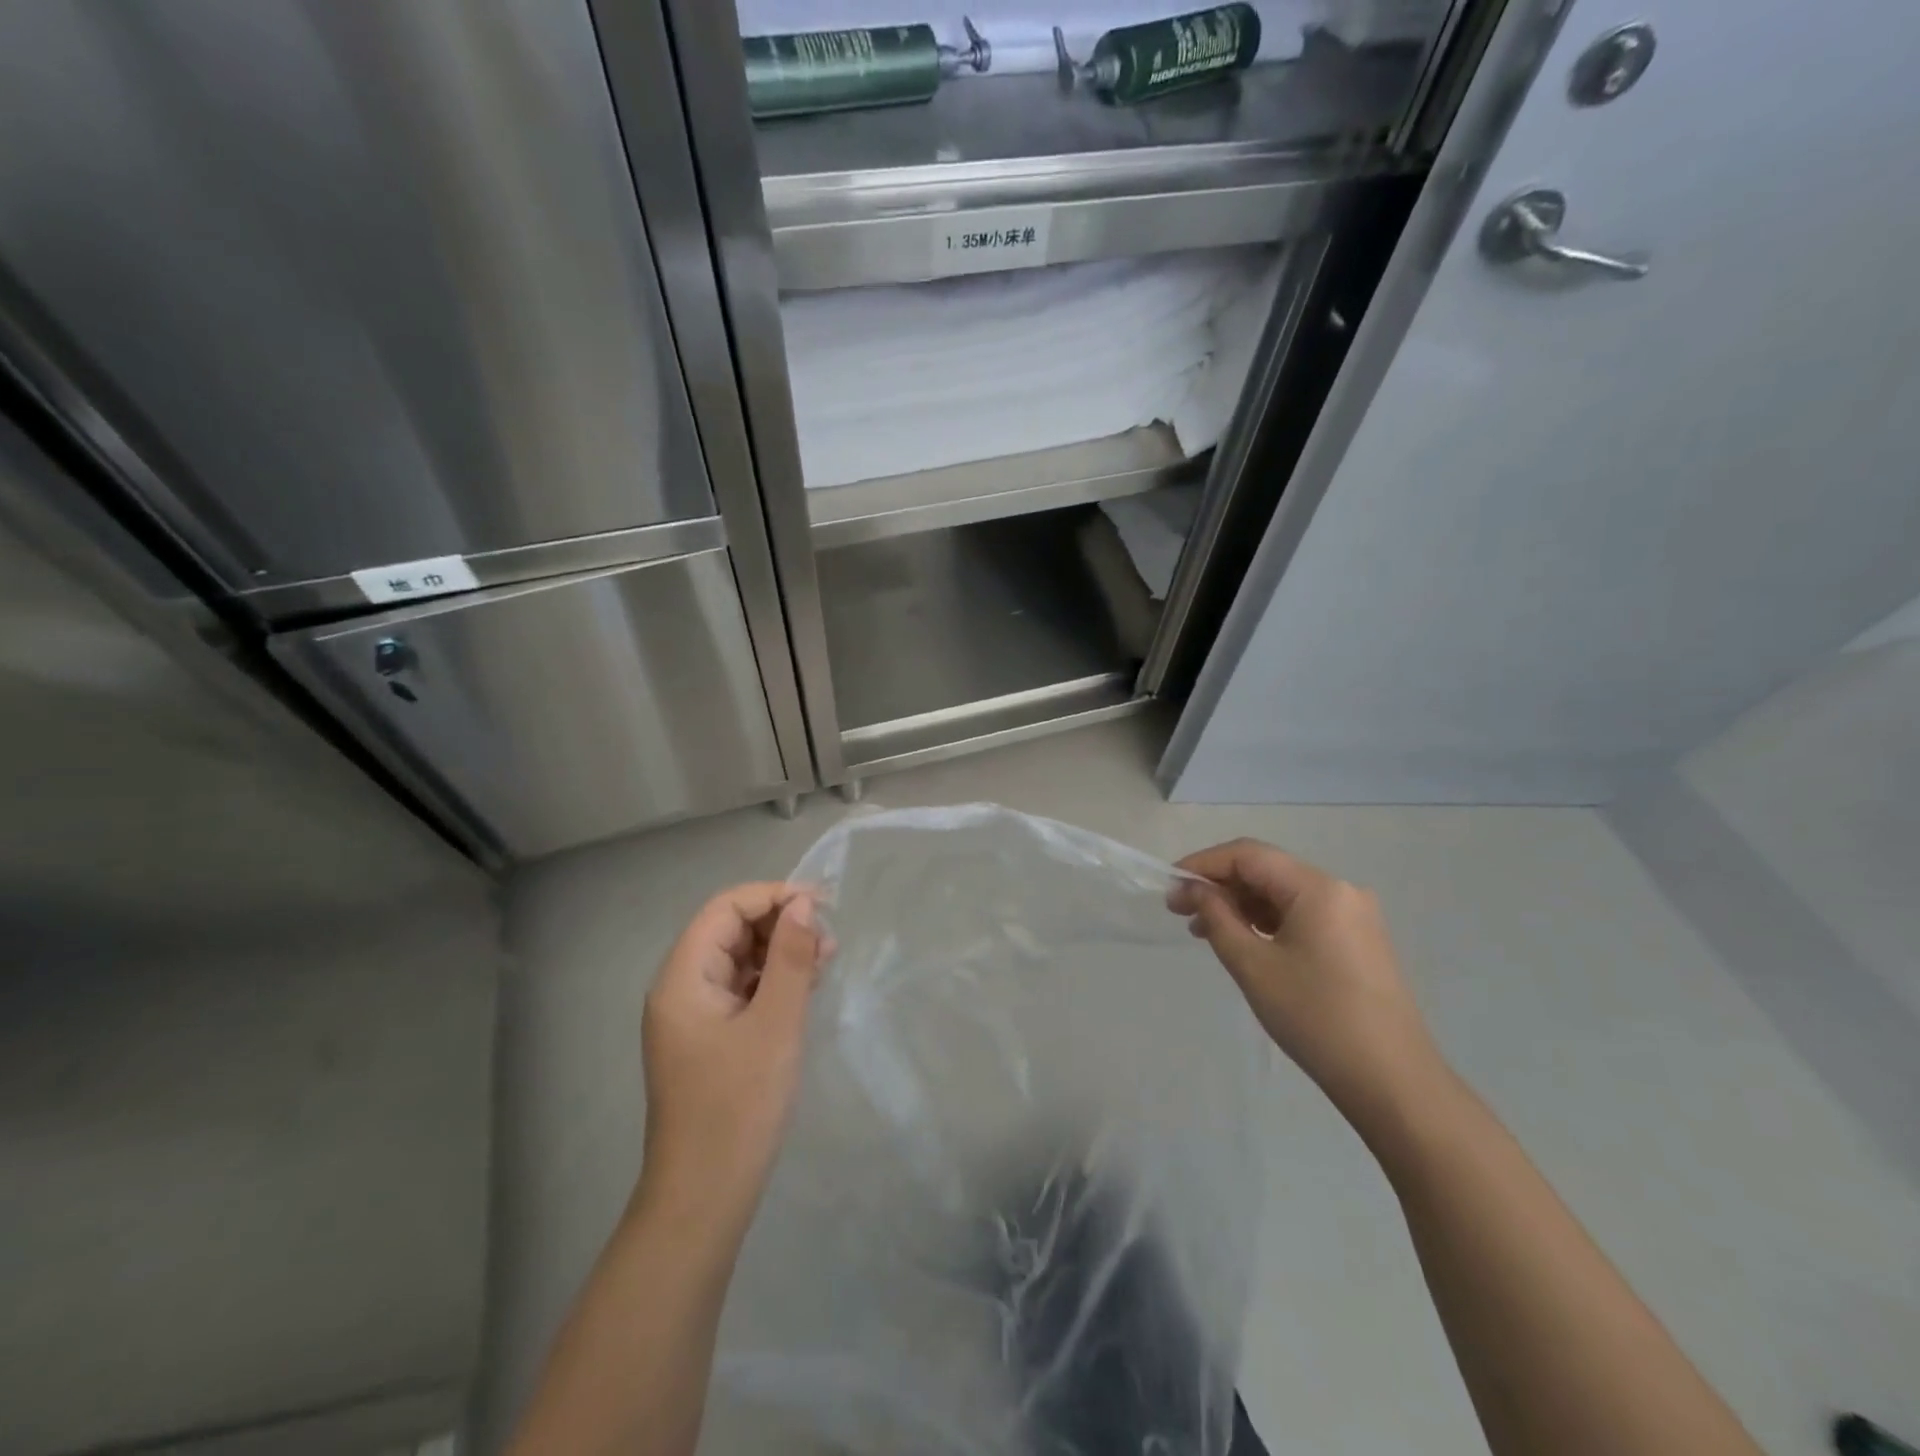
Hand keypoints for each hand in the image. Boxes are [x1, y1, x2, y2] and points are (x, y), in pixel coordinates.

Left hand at [637, 884, 830, 1236]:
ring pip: (738, 960)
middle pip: (729, 930)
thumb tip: (804, 905)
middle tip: (828, 939)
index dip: (772, 896)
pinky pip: (740, 990)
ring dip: (780, 952)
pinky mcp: (708, 1039)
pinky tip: (806, 987)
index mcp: (683, 978)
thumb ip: (791, 958)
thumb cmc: (739, 1105)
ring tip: (826, 960)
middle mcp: (680, 989)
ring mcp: (692, 1016)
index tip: (821, 906)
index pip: (725, 908)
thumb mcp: (776, 1024)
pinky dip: (772, 981)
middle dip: (780, 924)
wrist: (705, 1197)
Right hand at [1170, 839, 1443, 1118]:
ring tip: (1203, 931)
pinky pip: (1301, 915)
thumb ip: (1217, 918)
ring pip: (1282, 894)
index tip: (1169, 887)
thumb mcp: (1253, 966)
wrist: (1393, 1082)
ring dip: (1240, 905)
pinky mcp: (1357, 941)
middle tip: (1179, 911)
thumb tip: (1193, 890)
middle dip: (1219, 885)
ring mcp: (1353, 916)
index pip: (1248, 855)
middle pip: (1266, 870)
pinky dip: (1266, 922)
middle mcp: (1340, 890)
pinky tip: (1242, 942)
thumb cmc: (1316, 1018)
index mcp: (1318, 888)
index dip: (1202, 865)